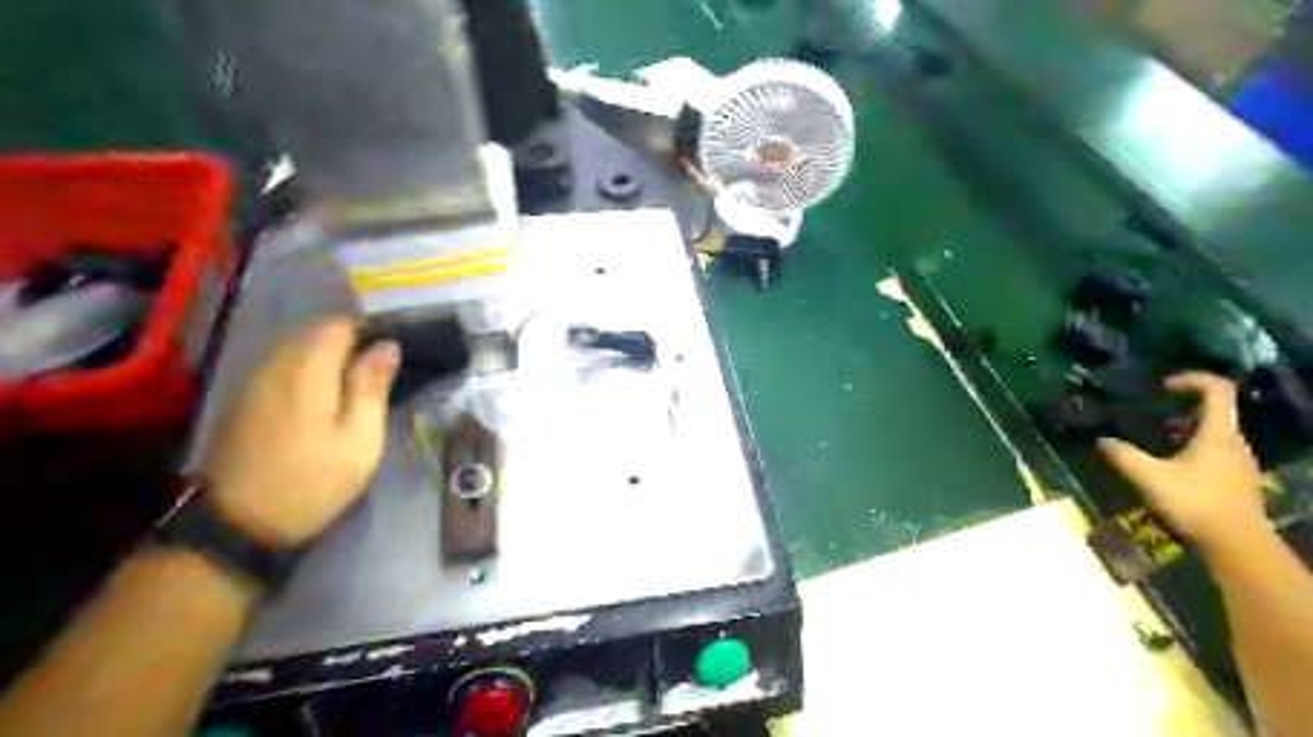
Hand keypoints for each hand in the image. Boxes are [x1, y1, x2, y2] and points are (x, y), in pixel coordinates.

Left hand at [202, 316, 399, 546]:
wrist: (238, 524)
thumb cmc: (313, 481)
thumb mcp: (360, 439)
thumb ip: (371, 387)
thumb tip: (388, 345)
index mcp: (307, 371)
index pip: (338, 325)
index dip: (368, 328)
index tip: (392, 348)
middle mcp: (274, 366)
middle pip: (313, 332)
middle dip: (348, 340)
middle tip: (379, 368)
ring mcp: (253, 382)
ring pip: (294, 348)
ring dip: (326, 355)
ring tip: (354, 381)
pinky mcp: (243, 400)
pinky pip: (280, 367)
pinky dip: (306, 369)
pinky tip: (321, 395)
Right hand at [1101, 374, 1271, 552]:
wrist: (1237, 545)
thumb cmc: (1195, 503)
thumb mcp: (1149, 478)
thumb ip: (1123, 456)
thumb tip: (1101, 440)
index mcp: (1218, 434)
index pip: (1218, 390)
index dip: (1192, 380)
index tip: (1162, 388)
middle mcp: (1234, 442)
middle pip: (1215, 411)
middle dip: (1181, 408)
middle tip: (1150, 415)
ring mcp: (1239, 462)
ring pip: (1213, 432)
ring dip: (1185, 429)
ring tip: (1154, 440)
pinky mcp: (1237, 479)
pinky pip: (1215, 451)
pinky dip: (1192, 448)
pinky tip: (1169, 466)